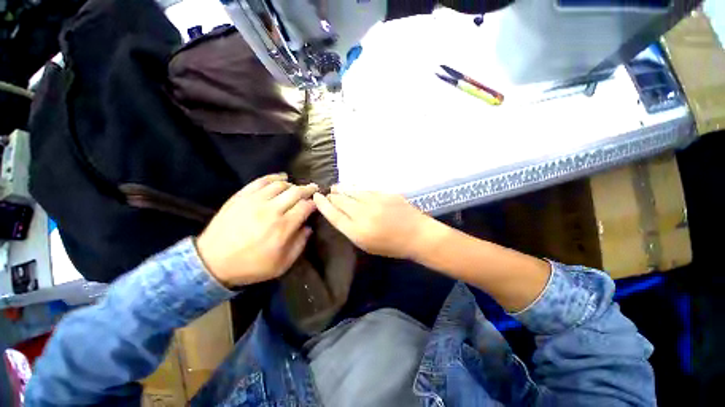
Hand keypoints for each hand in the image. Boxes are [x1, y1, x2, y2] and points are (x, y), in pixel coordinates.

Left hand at [196, 174, 317, 286]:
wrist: (212, 262)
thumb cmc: (250, 266)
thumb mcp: (281, 265)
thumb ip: (299, 245)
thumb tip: (308, 228)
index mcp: (283, 227)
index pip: (305, 206)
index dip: (314, 203)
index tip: (317, 203)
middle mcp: (271, 210)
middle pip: (296, 192)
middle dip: (308, 189)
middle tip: (314, 188)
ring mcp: (255, 201)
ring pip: (280, 185)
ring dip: (293, 184)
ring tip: (297, 187)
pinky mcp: (241, 197)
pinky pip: (261, 181)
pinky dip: (273, 177)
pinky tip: (282, 177)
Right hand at [313, 187, 439, 258]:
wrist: (417, 234)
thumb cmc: (392, 246)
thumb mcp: (367, 245)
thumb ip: (352, 229)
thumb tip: (340, 214)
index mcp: (357, 232)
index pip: (333, 215)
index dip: (323, 205)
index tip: (317, 197)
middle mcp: (363, 214)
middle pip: (341, 201)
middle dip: (332, 196)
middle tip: (327, 193)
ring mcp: (375, 202)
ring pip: (352, 192)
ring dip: (342, 190)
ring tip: (335, 187)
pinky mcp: (384, 194)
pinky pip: (365, 189)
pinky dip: (356, 188)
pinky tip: (352, 187)